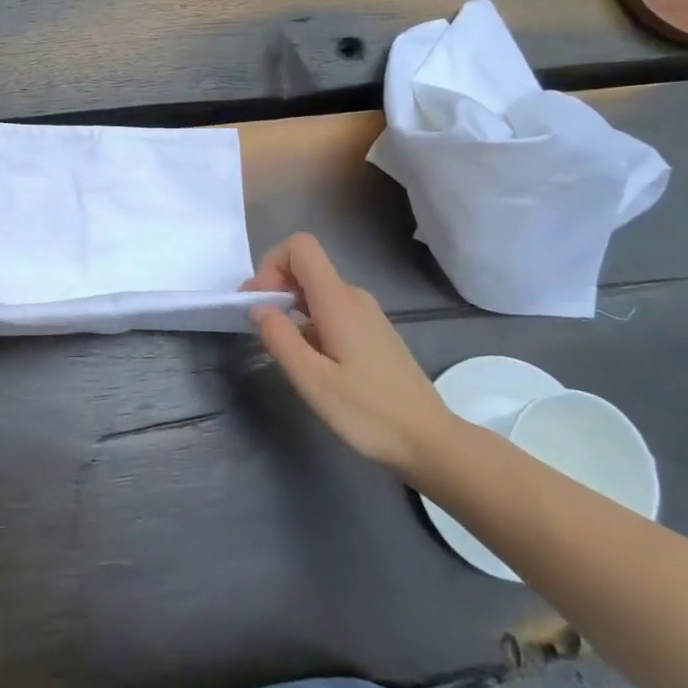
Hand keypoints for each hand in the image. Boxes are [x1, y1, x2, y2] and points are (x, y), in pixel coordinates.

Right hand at [245, 234, 458, 482]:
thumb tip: (258, 307)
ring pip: (317, 290)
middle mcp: (354, 296)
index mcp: (338, 300)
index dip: (271, 263)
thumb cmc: (369, 412)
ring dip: (291, 307)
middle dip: (276, 287)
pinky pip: (332, 309)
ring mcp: (367, 313)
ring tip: (286, 350)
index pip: (300, 246)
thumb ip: (280, 339)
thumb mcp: (313, 381)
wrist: (430, 441)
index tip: (260, 302)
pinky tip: (313, 361)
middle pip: (306, 267)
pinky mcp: (373, 332)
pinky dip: (310, 321)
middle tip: (262, 329)